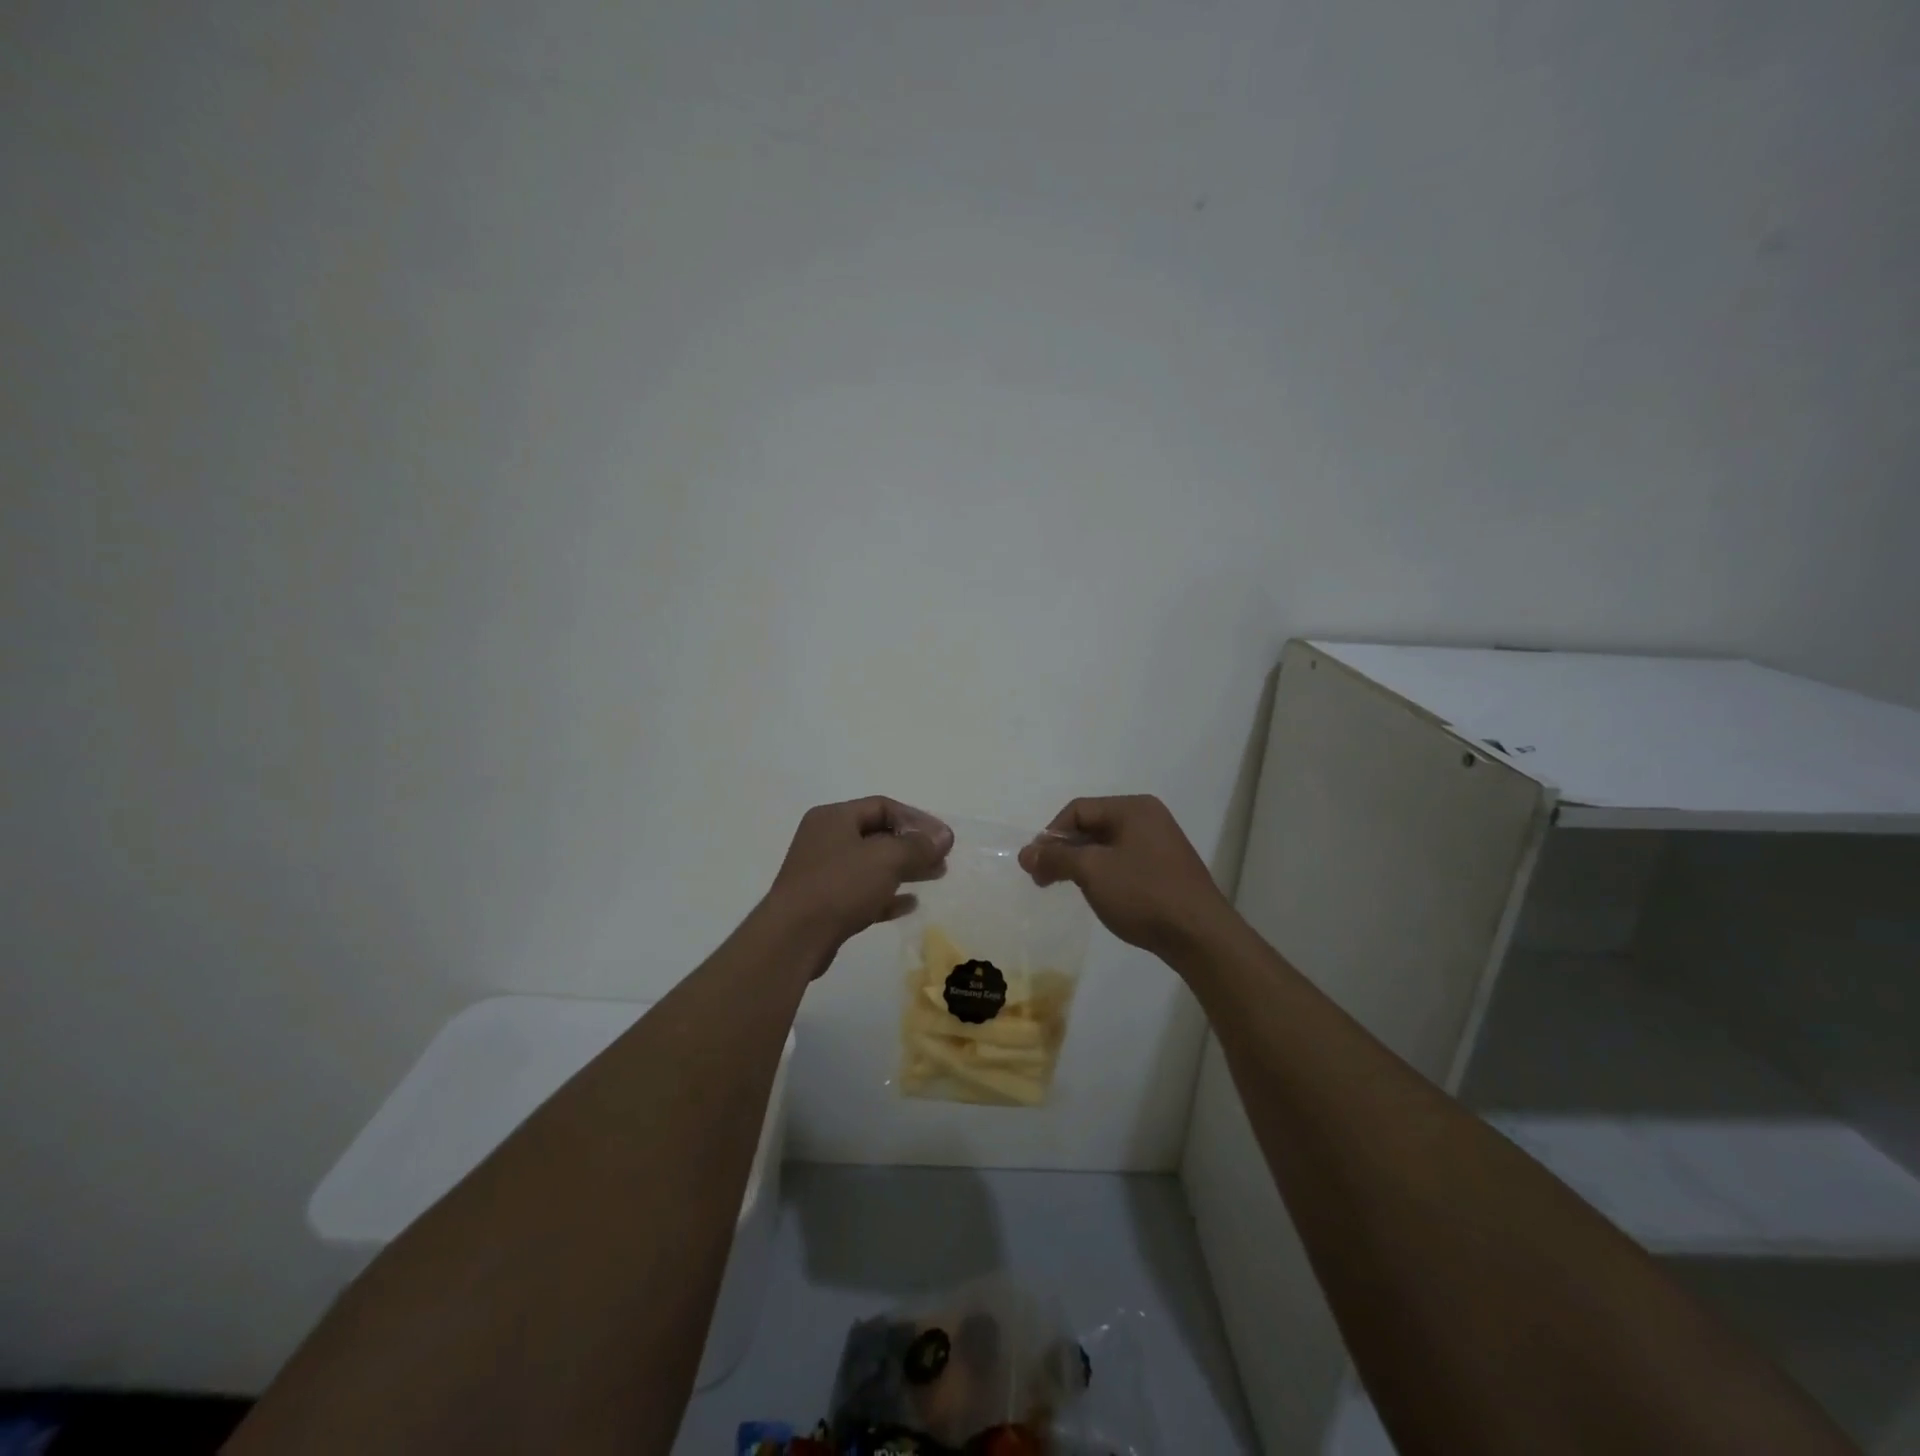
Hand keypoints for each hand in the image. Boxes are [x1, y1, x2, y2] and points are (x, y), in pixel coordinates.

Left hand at [764, 797, 952, 971]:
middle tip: (942, 858)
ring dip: (905, 869)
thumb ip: (918, 845)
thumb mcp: (886, 858)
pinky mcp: (825, 904)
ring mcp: (823, 873)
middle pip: (878, 835)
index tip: (943, 838)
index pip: (882, 806)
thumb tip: (944, 836)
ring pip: (872, 865)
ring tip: (936, 876)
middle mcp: (825, 839)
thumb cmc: (840, 885)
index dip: (917, 819)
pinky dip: (887, 894)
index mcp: (834, 818)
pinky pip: (863, 892)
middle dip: (913, 845)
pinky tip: (910, 903)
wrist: (794, 938)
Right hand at [1018, 795, 1236, 960]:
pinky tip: (1096, 894)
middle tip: (1042, 879)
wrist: (1200, 936)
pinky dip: (1102, 874)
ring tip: (1063, 887)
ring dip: (1080, 864)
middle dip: (1063, 850)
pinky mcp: (1165, 870)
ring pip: (1106, 846)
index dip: (1051, 835)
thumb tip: (1026, 853)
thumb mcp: (1092, 871)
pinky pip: (1123, 862)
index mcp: (1133, 808)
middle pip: (1092, 826)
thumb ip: (1056, 857)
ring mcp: (1160, 844)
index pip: (1078, 809)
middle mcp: (1148, 818)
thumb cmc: (1143, 893)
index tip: (1035, 865)